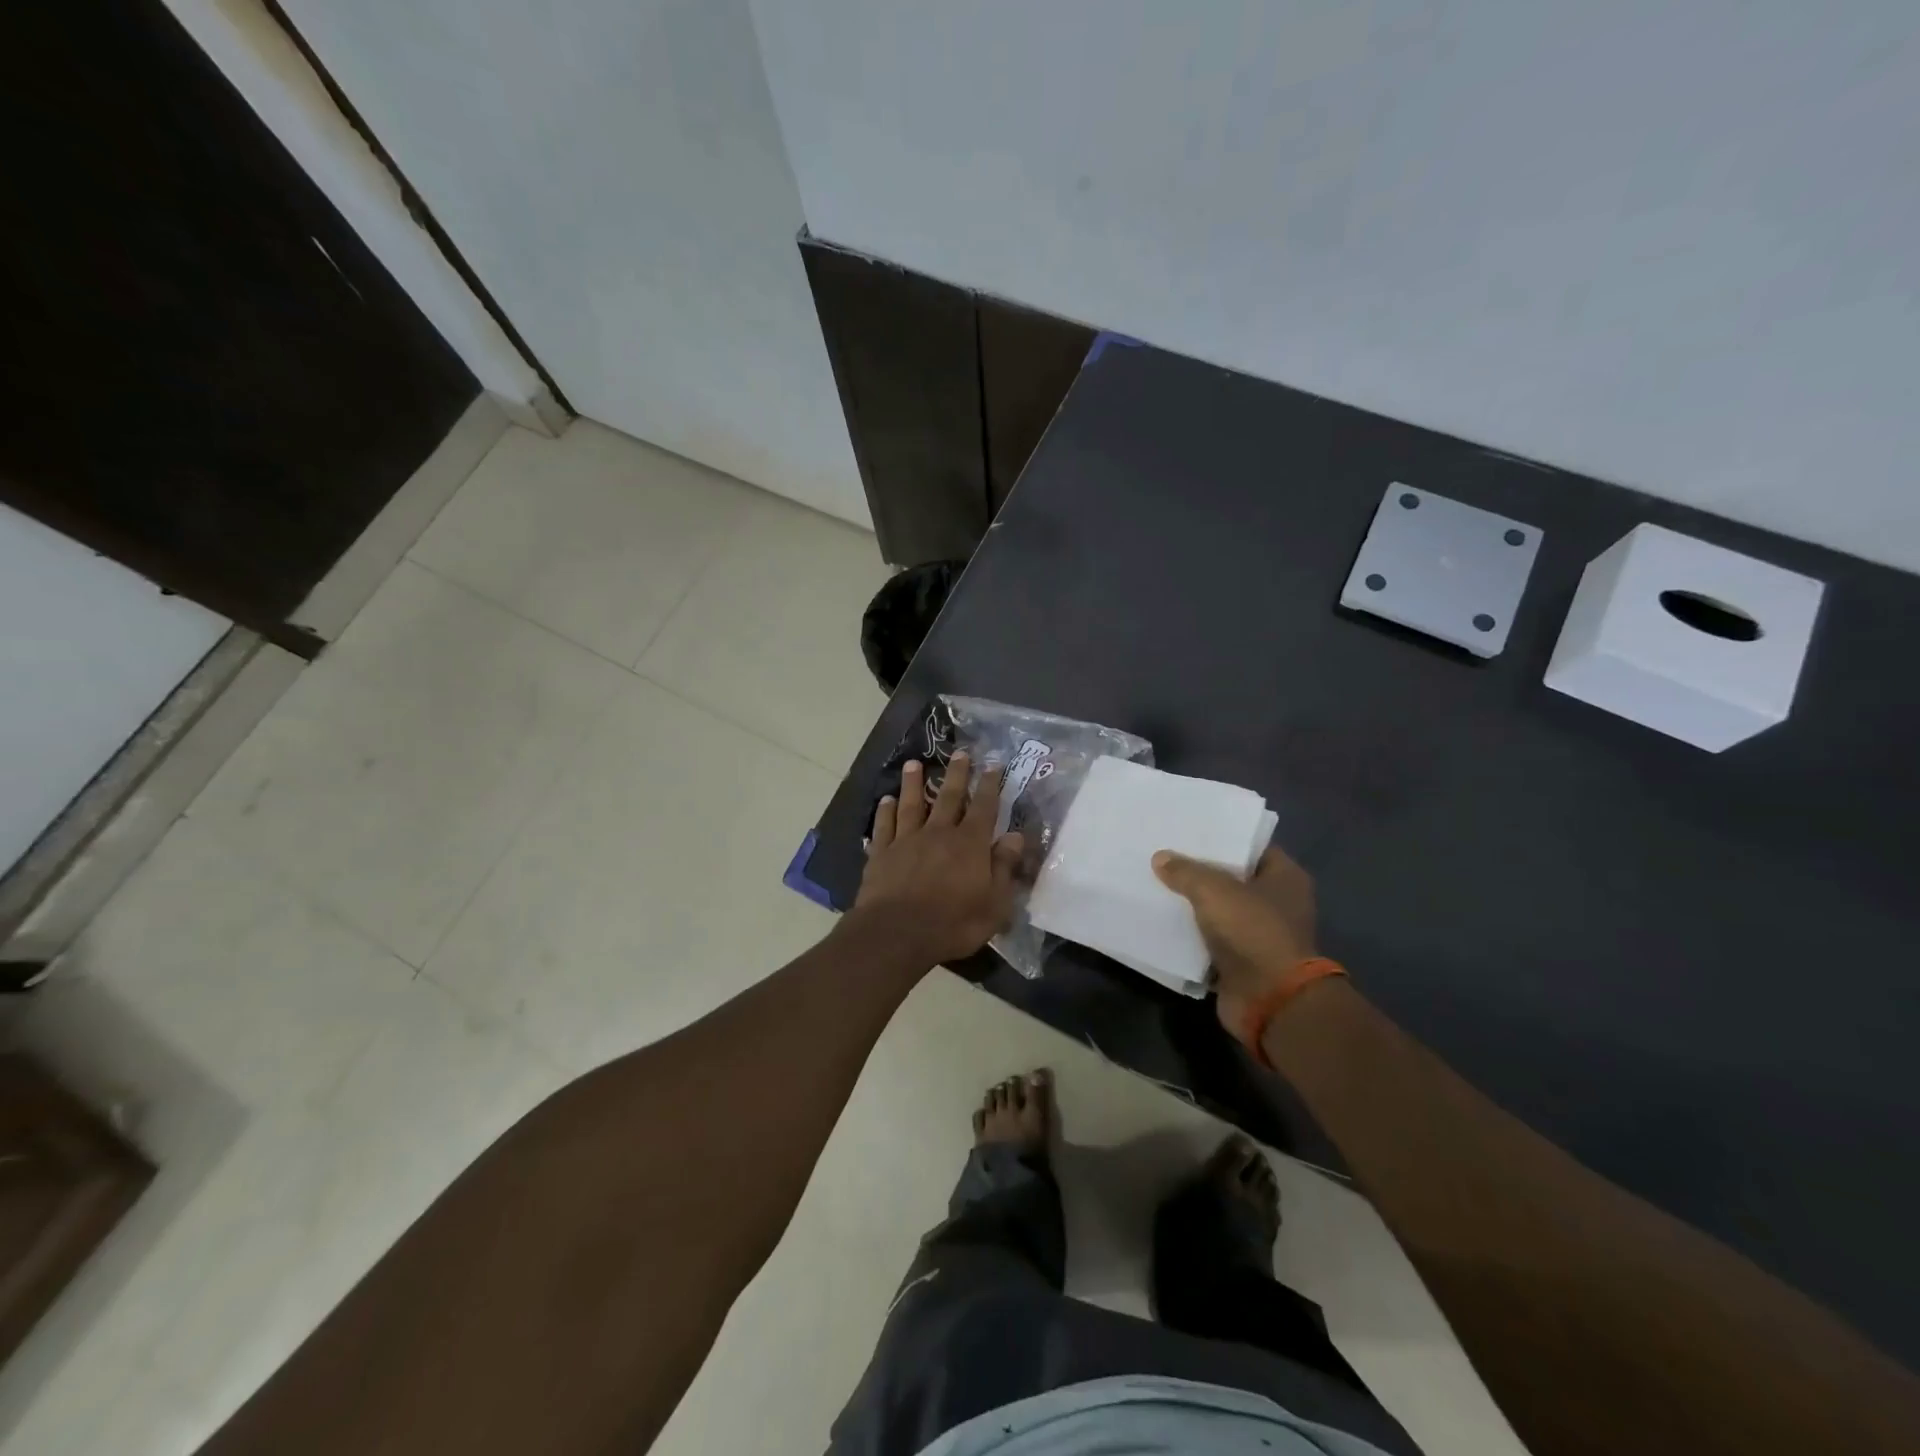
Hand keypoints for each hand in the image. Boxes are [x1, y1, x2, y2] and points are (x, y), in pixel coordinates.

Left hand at [855, 753, 1025, 965]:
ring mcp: (907, 841)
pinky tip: (885, 800)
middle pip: (948, 797)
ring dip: (913, 783)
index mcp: (970, 844)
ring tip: (914, 764)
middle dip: (956, 774)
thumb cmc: (953, 923)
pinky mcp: (882, 854)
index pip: (984, 808)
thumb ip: (1004, 867)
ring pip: (911, 804)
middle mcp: (939, 833)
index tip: (993, 765)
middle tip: (960, 753)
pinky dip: (884, 811)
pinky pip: (884, 826)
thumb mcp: (994, 904)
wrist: (897, 933)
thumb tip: (1014, 837)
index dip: (990, 786)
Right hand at [1153, 845, 1318, 1036]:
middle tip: (1164, 853)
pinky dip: (1190, 935)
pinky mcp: (1241, 962)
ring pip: (1219, 910)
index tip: (1189, 829)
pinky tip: (1161, 919)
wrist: (1270, 1001)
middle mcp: (1277, 904)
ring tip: (1155, 883)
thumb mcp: (1214, 890)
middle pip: (1232, 878)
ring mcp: (1260, 935)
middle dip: (1200, 870)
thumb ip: (1185, 871)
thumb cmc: (1253, 931)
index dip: (1222, 837)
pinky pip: (1209, 940)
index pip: (1251, 846)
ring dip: (1192, 904)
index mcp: (1285, 877)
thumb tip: (1161, 858)